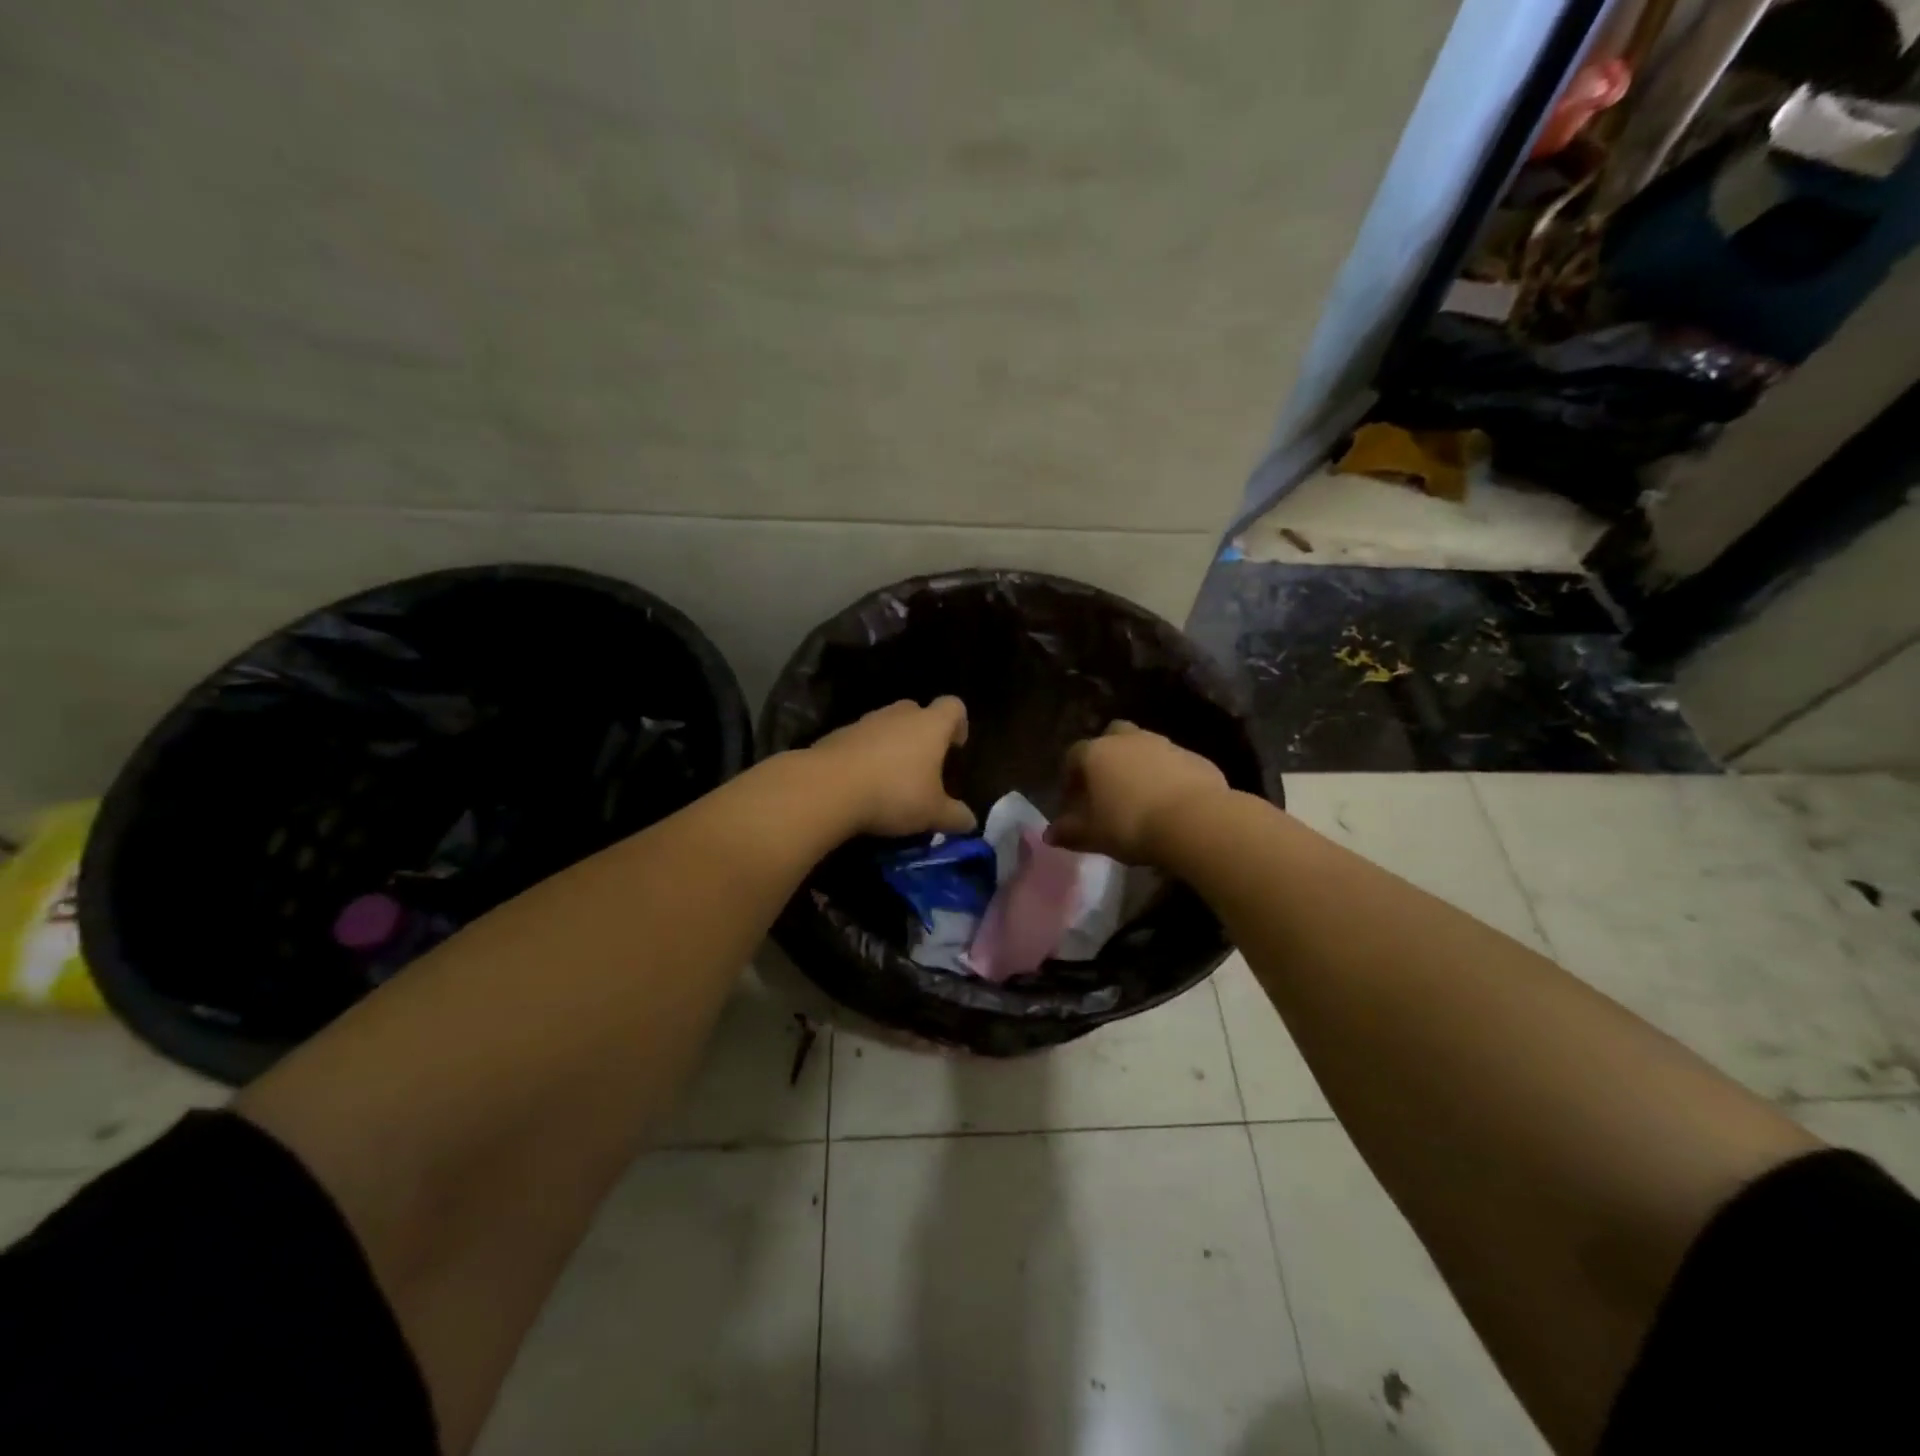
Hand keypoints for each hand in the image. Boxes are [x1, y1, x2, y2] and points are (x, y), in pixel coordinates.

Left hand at [805, 697, 976, 837]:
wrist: (828, 788)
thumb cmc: (894, 793)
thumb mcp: (933, 813)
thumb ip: (955, 816)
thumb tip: (970, 822)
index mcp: (930, 725)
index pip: (953, 706)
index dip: (959, 724)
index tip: (956, 747)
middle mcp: (898, 715)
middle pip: (917, 712)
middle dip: (922, 734)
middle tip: (924, 766)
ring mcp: (865, 722)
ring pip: (886, 726)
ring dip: (892, 745)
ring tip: (891, 780)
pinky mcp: (836, 736)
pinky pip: (860, 741)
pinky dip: (865, 756)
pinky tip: (862, 785)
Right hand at [1046, 721, 1229, 864]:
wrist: (1194, 821)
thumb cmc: (1131, 825)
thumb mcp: (1094, 835)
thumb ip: (1070, 832)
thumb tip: (1049, 835)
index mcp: (1097, 753)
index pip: (1074, 756)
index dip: (1070, 777)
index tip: (1072, 800)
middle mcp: (1129, 740)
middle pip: (1112, 737)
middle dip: (1107, 756)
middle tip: (1107, 786)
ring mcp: (1165, 745)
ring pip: (1144, 747)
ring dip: (1139, 765)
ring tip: (1139, 796)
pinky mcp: (1195, 757)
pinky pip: (1173, 763)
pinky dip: (1167, 776)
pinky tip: (1169, 801)